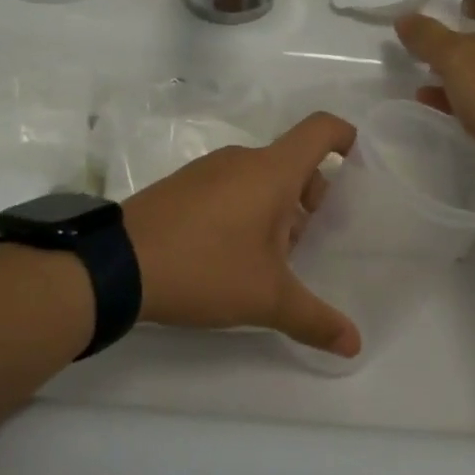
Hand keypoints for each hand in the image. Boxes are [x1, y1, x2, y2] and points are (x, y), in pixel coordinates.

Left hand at [122, 112, 362, 357]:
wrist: (117, 265)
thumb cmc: (205, 268)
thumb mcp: (266, 299)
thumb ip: (314, 319)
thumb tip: (354, 345)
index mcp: (271, 171)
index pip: (320, 130)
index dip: (344, 137)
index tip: (356, 161)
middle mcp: (241, 160)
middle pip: (292, 161)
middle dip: (310, 194)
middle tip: (309, 239)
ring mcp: (206, 170)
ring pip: (259, 176)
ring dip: (276, 206)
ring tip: (271, 256)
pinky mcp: (181, 186)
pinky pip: (229, 186)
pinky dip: (245, 208)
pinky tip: (231, 253)